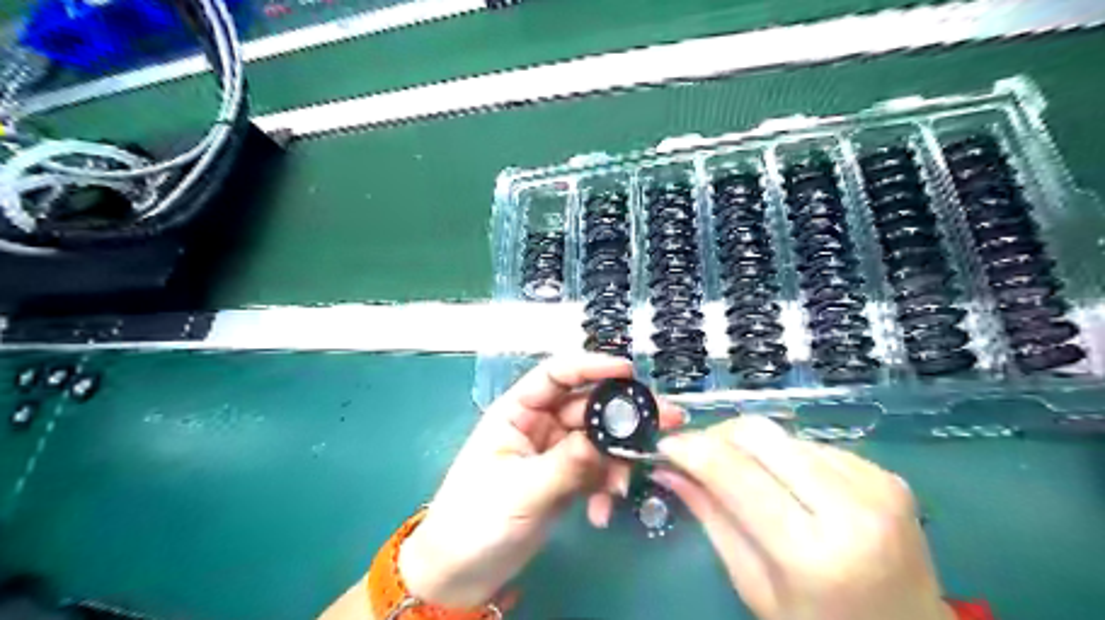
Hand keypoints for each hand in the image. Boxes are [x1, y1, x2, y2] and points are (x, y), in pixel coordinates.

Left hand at [400, 356, 682, 606]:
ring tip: (623, 487)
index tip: (628, 371)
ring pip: (598, 440)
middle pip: (587, 407)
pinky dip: (606, 487)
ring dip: (616, 460)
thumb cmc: (476, 520)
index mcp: (517, 411)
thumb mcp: (521, 489)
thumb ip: (566, 464)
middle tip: (665, 420)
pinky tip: (602, 512)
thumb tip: (604, 442)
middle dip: (622, 416)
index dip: (591, 366)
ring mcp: (555, 452)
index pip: (556, 375)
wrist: (463, 573)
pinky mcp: (566, 479)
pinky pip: (597, 471)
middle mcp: (539, 424)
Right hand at [650, 414, 954, 618]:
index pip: (735, 474)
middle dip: (716, 435)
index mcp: (814, 554)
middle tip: (695, 455)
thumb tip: (668, 470)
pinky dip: (783, 456)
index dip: (692, 450)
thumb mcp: (756, 587)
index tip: (665, 446)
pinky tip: (783, 482)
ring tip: (739, 474)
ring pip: (783, 434)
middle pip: (760, 435)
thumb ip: (712, 519)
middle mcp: (851, 508)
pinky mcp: (885, 474)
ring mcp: (875, 484)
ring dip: (749, 446)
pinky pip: (811, 444)